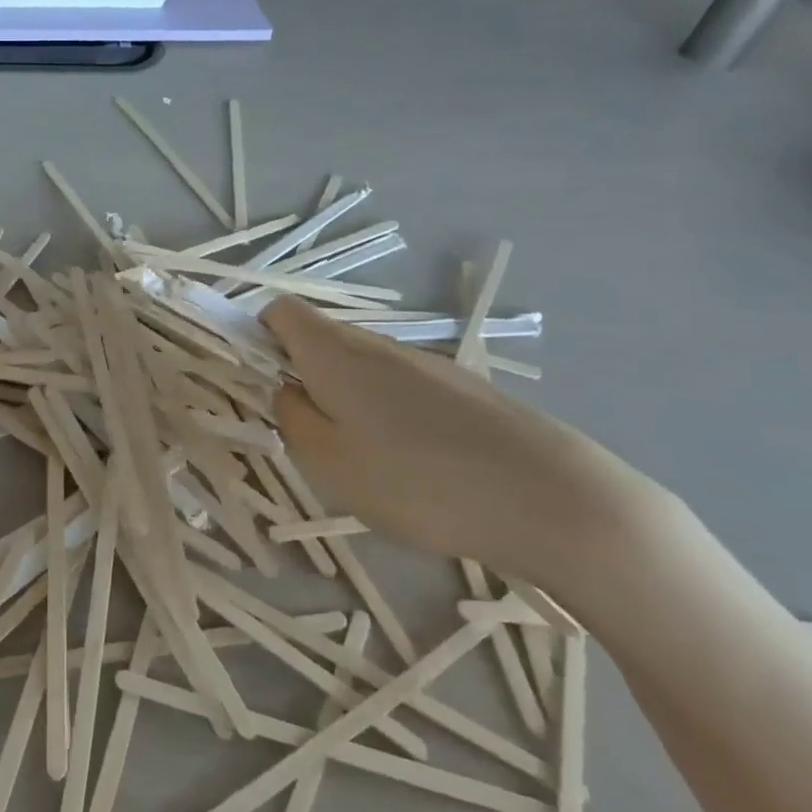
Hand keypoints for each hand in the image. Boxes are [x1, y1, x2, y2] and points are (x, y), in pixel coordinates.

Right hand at [261, 296, 689, 606]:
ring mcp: (427, 364)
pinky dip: (385, 411)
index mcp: (335, 352)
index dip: (257, 336)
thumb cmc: (420, 482)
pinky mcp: (464, 390)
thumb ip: (291, 418)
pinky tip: (413, 465)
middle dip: (300, 374)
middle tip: (308, 434)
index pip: (280, 312)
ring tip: (362, 459)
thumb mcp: (329, 462)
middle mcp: (378, 344)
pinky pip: (400, 387)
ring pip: (361, 366)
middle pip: (320, 338)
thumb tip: (288, 391)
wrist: (554, 499)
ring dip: (343, 397)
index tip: (260, 383)